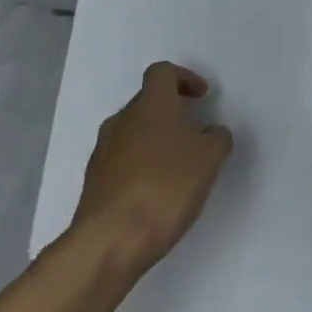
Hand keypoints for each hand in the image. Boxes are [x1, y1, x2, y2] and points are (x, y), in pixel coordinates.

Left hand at [72, 62, 233, 272]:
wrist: (111, 239)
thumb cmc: (167, 186)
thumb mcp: (210, 158)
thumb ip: (216, 137)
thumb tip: (210, 132)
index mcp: (151, 105)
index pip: (162, 72)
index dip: (185, 78)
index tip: (202, 98)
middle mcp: (122, 120)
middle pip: (147, 102)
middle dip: (173, 113)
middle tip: (196, 135)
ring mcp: (103, 150)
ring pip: (134, 132)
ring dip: (157, 140)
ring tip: (180, 167)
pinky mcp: (95, 180)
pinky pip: (123, 159)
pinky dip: (143, 165)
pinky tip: (158, 191)